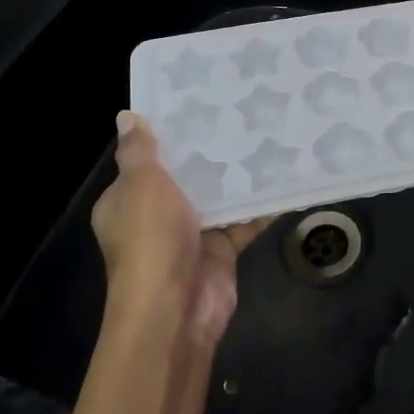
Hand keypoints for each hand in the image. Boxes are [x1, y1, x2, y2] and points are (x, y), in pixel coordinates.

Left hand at [92, 112, 269, 348]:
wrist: (175, 310)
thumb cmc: (150, 240)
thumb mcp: (140, 186)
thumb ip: (138, 151)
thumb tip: (126, 116)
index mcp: (127, 200)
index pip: (145, 161)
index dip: (167, 135)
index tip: (196, 103)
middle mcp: (156, 216)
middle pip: (186, 176)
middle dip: (210, 150)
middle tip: (242, 111)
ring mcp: (190, 234)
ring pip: (218, 196)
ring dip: (239, 175)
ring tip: (268, 134)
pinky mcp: (221, 250)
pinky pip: (245, 220)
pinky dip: (263, 204)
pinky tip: (286, 176)